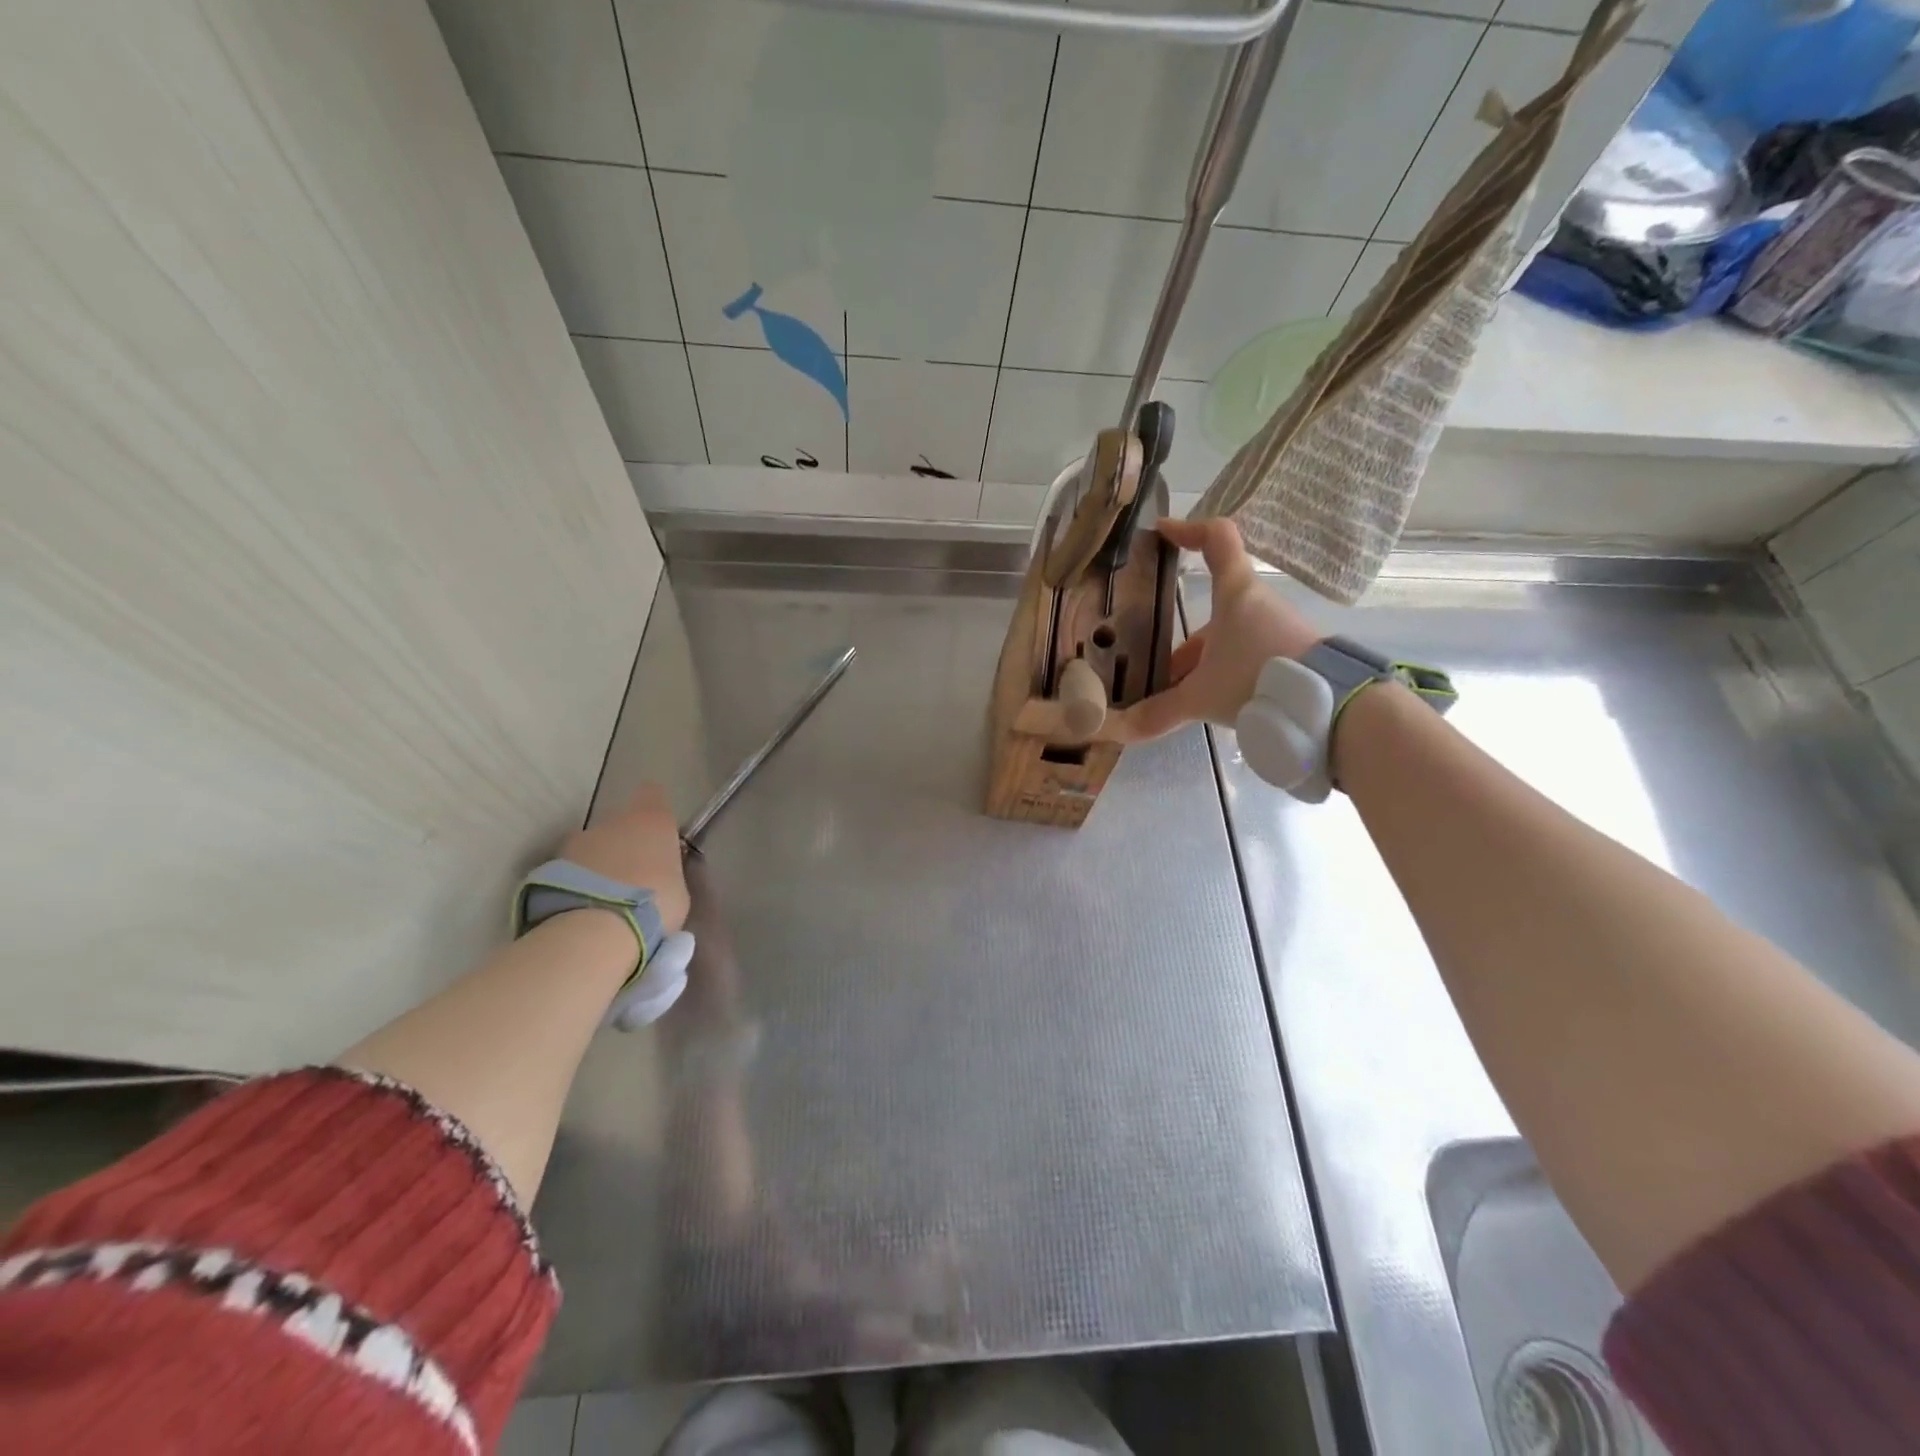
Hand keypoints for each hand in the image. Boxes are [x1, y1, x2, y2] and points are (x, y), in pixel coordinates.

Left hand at [560, 782, 689, 934]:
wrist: (597, 929)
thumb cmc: (655, 905)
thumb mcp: (677, 888)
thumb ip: (665, 871)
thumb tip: (654, 873)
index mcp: (652, 821)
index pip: (653, 794)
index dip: (654, 809)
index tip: (657, 832)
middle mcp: (614, 821)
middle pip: (619, 823)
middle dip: (623, 844)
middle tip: (631, 878)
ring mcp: (578, 841)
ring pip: (592, 847)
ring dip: (597, 865)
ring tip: (604, 900)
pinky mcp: (550, 866)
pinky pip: (570, 870)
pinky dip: (576, 883)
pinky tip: (584, 909)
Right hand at [1111, 517, 1318, 743]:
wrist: (1327, 705)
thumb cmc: (1255, 679)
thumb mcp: (1200, 697)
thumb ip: (1160, 712)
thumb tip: (1121, 729)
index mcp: (1235, 594)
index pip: (1217, 538)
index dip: (1189, 530)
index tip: (1163, 533)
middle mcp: (1257, 604)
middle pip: (1214, 609)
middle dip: (1184, 644)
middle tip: (1160, 673)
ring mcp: (1278, 630)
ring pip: (1230, 639)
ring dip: (1205, 665)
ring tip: (1184, 700)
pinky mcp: (1292, 655)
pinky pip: (1249, 658)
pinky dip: (1228, 676)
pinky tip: (1216, 706)